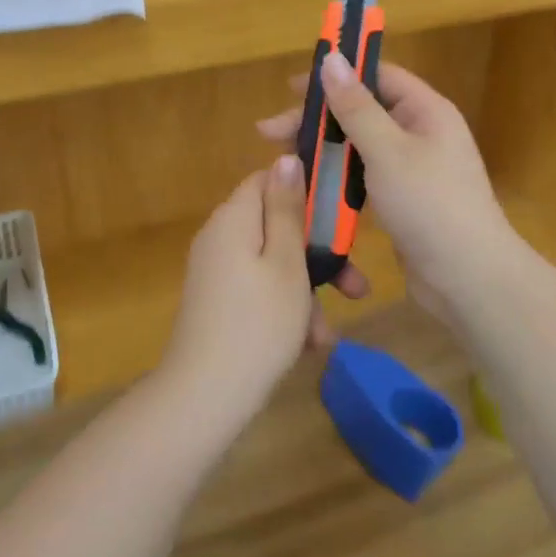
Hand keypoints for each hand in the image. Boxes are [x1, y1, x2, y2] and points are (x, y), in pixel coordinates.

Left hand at [160, 155, 336, 421]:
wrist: (203, 399)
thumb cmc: (257, 325)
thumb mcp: (286, 263)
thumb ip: (288, 209)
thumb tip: (285, 157)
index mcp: (234, 218)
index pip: (269, 179)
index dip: (306, 191)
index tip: (340, 216)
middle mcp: (220, 237)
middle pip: (276, 225)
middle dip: (317, 254)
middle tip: (352, 285)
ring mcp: (216, 271)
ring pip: (273, 263)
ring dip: (305, 291)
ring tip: (327, 332)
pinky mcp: (217, 301)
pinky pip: (259, 289)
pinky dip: (284, 308)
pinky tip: (307, 344)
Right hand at [257, 57, 518, 323]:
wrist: (468, 280)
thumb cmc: (430, 204)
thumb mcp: (388, 151)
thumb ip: (356, 106)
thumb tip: (332, 58)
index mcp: (425, 111)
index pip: (377, 76)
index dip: (337, 75)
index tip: (291, 86)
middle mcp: (420, 132)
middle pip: (362, 111)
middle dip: (317, 119)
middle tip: (269, 133)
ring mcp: (412, 168)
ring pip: (359, 146)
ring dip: (323, 149)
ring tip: (284, 160)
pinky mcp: (402, 200)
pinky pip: (363, 177)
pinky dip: (337, 177)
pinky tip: (309, 186)